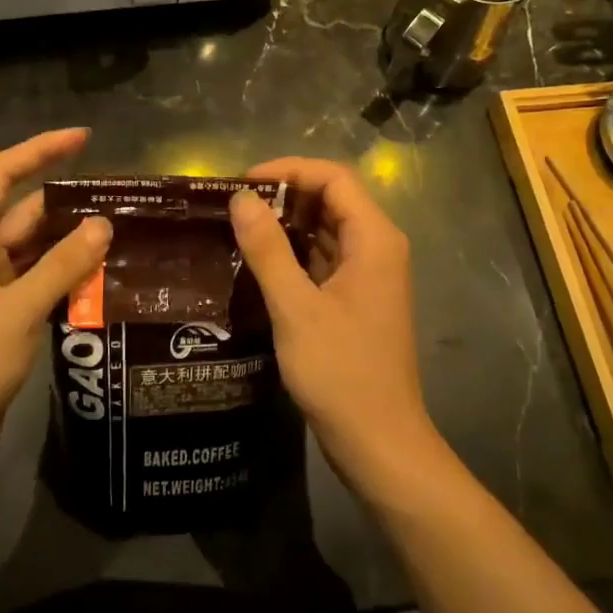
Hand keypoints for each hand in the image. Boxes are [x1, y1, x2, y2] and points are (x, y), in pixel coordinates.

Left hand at [0, 129, 110, 487]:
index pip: (1, 175)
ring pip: (33, 250)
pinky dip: (64, 277)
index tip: (84, 138)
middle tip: (120, 197)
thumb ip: (63, 265)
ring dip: (70, 244)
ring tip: (121, 233)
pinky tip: (101, 277)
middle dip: (67, 203)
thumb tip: (103, 224)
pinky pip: (36, 282)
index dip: (41, 150)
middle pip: (22, 212)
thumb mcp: (19, 309)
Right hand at [228, 158, 432, 477]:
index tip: (243, 182)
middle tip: (234, 205)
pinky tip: (258, 263)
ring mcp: (369, 276)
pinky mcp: (356, 300)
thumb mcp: (295, 308)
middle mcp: (377, 248)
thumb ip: (268, 250)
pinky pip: (324, 260)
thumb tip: (242, 199)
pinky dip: (294, 254)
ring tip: (238, 228)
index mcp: (374, 239)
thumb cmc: (341, 372)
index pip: (333, 178)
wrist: (378, 442)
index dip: (289, 170)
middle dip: (284, 196)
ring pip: (326, 231)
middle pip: (331, 200)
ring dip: (287, 225)